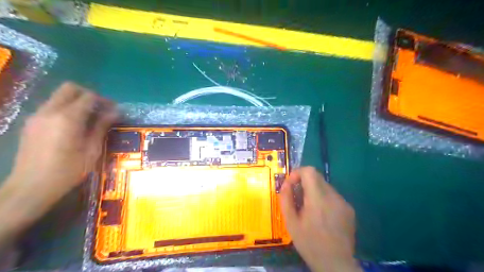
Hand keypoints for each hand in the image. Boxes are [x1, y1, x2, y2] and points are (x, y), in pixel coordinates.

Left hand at [2, 82, 116, 224]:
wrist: (31, 187)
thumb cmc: (68, 170)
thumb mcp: (92, 150)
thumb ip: (102, 126)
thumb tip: (116, 112)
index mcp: (67, 118)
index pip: (88, 96)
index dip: (104, 100)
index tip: (114, 110)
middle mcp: (50, 111)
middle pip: (70, 89)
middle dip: (89, 95)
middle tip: (101, 109)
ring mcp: (37, 116)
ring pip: (59, 97)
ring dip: (77, 102)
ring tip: (90, 119)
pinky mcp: (31, 123)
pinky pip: (51, 107)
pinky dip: (66, 109)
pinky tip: (75, 126)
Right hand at [281, 167, 357, 270]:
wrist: (336, 264)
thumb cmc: (309, 244)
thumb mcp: (291, 223)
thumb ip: (286, 200)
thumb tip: (285, 184)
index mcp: (318, 199)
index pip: (309, 171)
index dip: (297, 173)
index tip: (291, 185)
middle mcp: (333, 197)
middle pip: (317, 177)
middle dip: (304, 182)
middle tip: (298, 198)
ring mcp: (344, 202)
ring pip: (325, 186)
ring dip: (314, 191)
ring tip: (310, 209)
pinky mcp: (349, 209)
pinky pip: (333, 196)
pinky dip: (324, 199)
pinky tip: (322, 216)